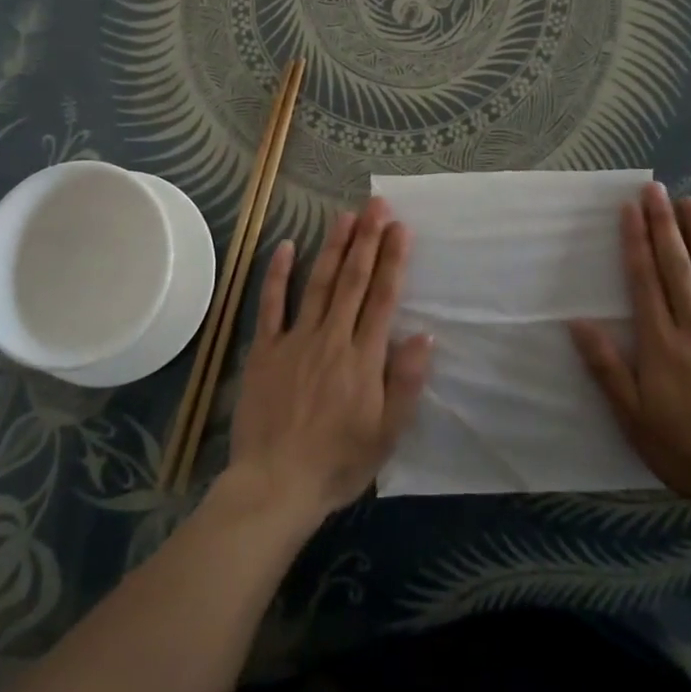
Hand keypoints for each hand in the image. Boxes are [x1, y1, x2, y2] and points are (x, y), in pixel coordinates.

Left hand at [224, 199, 433, 529]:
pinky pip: (271, 305)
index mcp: (363, 358)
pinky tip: (286, 246)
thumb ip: (405, 383)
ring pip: (319, 284)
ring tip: (345, 216)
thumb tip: (425, 336)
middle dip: (367, 240)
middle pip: (353, 281)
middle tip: (376, 205)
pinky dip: (278, 274)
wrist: (274, 485)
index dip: (393, 260)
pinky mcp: (265, 349)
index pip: (383, 298)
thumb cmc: (337, 463)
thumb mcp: (386, 435)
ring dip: (333, 247)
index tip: (401, 228)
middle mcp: (332, 338)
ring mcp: (295, 340)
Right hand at [569, 182, 690, 529]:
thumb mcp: (631, 415)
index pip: (643, 279)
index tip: (629, 209)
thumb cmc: (681, 448)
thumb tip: (577, 323)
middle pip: (676, 267)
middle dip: (664, 225)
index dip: (634, 241)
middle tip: (657, 190)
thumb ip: (606, 367)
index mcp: (660, 342)